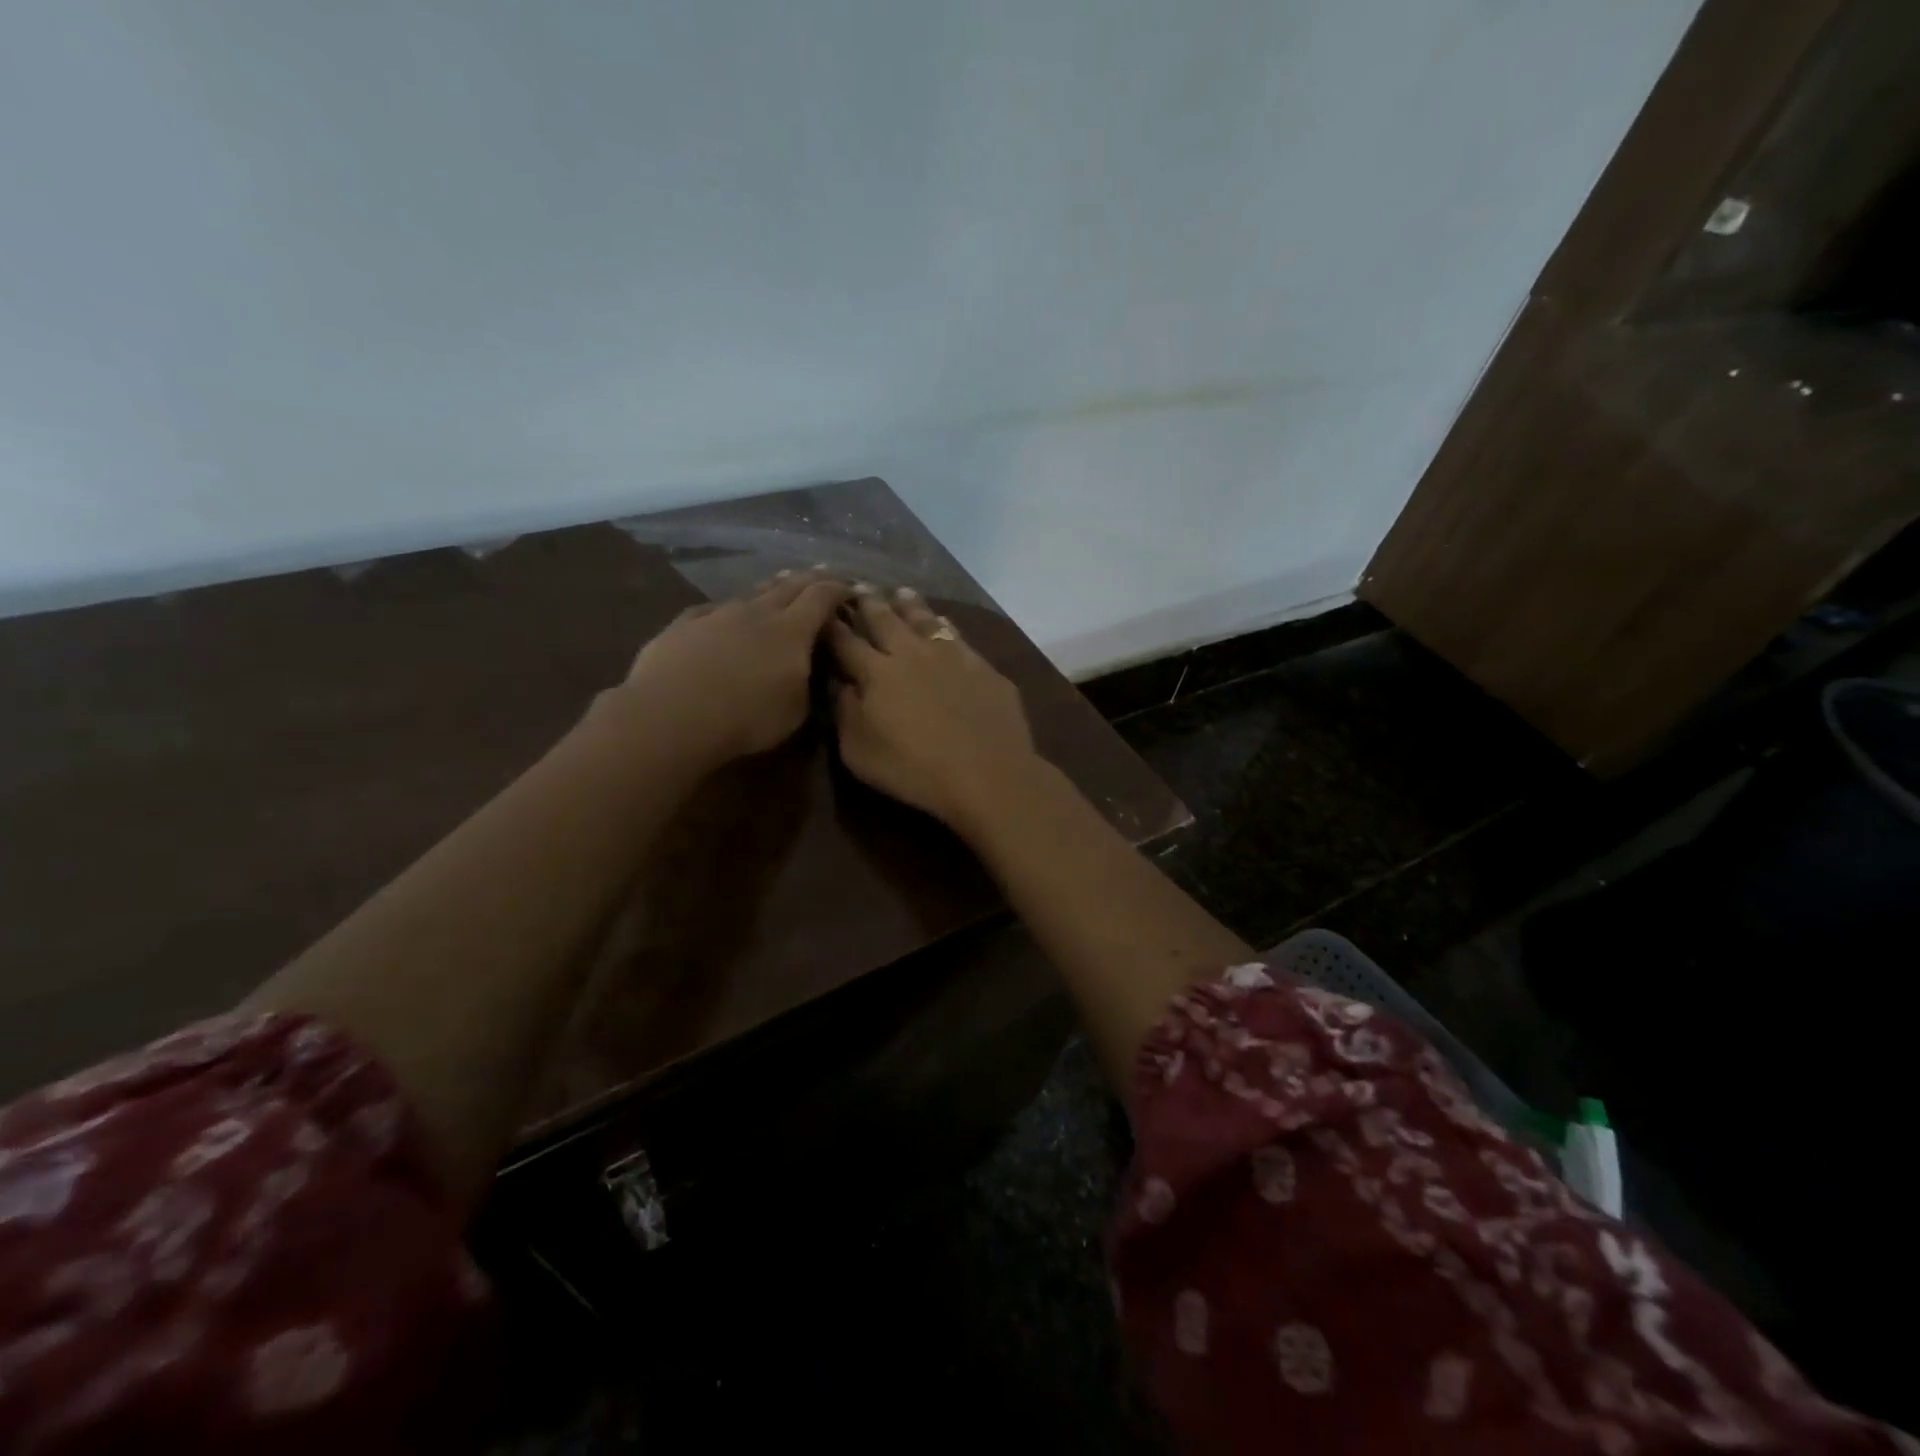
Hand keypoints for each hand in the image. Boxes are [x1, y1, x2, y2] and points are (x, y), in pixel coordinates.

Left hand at [602, 569, 847, 766]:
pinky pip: (712, 609)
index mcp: (792, 631)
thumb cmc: (746, 718)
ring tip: (780, 583)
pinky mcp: (684, 625)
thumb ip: (807, 682)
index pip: (822, 598)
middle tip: (822, 575)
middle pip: (788, 586)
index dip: (839, 589)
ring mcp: (718, 614)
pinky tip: (724, 612)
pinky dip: (727, 609)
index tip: (851, 588)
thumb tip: (808, 667)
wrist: (672, 715)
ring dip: (770, 588)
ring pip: (751, 593)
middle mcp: (757, 612)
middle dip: (809, 579)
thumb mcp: (796, 711)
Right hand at [826, 586, 1042, 832]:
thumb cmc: (914, 769)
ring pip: (924, 619)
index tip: (823, 610)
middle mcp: (911, 653)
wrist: (987, 773)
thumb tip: (841, 683)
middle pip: (885, 620)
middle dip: (868, 603)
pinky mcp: (982, 666)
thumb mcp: (860, 752)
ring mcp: (951, 655)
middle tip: (859, 586)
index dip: (832, 626)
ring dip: (909, 604)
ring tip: (901, 591)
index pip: (846, 642)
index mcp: (877, 673)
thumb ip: (845, 713)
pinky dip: (944, 624)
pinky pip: (957, 635)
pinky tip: (944, 621)